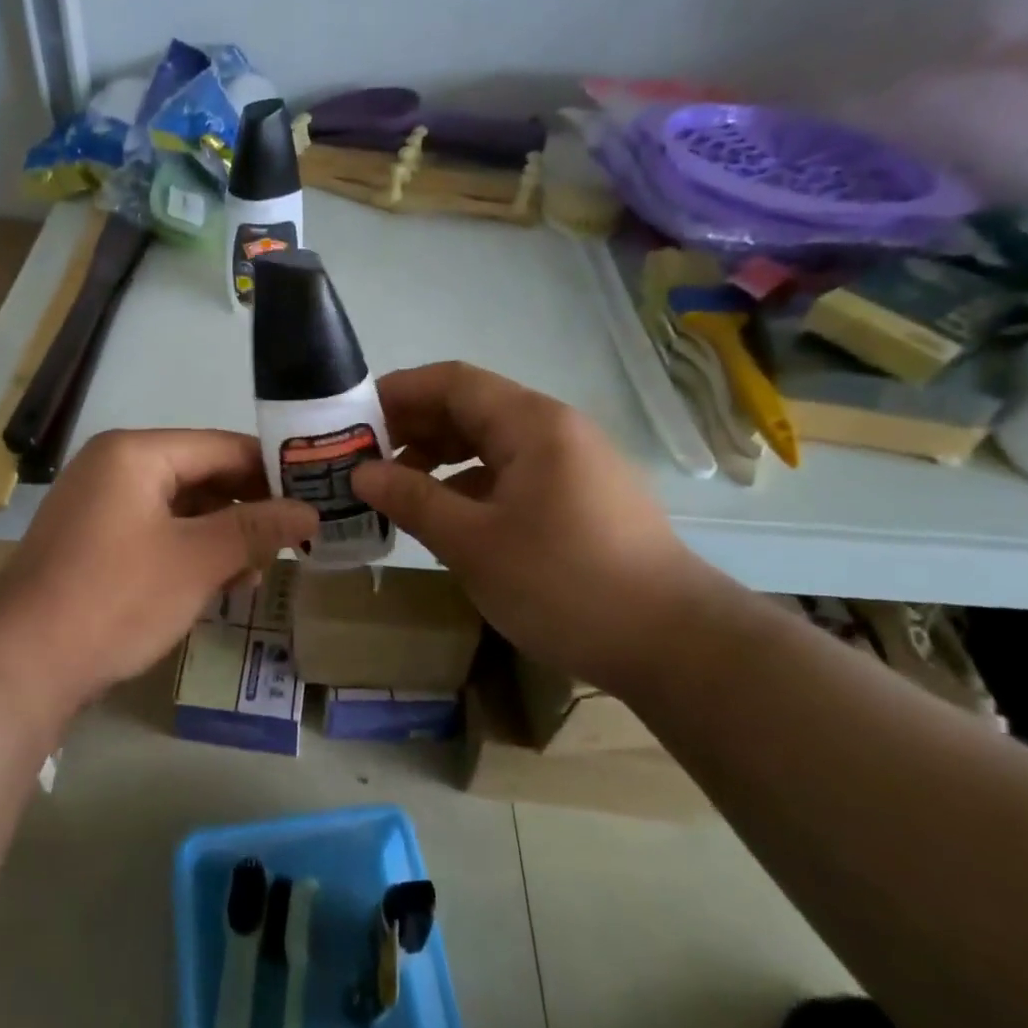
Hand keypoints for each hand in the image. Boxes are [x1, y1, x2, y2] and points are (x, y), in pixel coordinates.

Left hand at [0, 429, 316, 715]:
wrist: (21, 662)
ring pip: (180, 507)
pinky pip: (155, 531)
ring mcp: (99, 503)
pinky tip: (218, 583)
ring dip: (221, 535)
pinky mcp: (93, 540)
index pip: (223, 447)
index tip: (314, 497)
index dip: (272, 471)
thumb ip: (256, 529)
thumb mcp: (197, 560)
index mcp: (136, 453)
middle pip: (201, 474)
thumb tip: (310, 511)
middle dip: (247, 509)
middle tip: (293, 539)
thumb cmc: (116, 597)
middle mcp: (115, 466)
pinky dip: (189, 551)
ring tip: (258, 570)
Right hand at [352, 362, 713, 694]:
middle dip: (414, 427)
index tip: (352, 418)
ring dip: (441, 457)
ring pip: (492, 443)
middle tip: (364, 457)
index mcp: (532, 424)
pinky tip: (447, 516)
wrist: (675, 644)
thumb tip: (362, 473)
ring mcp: (574, 464)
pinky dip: (472, 484)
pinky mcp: (582, 498)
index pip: (453, 382)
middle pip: (472, 408)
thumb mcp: (474, 544)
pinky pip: (513, 473)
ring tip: (397, 487)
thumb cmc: (565, 583)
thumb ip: (413, 500)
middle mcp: (555, 430)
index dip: (399, 392)